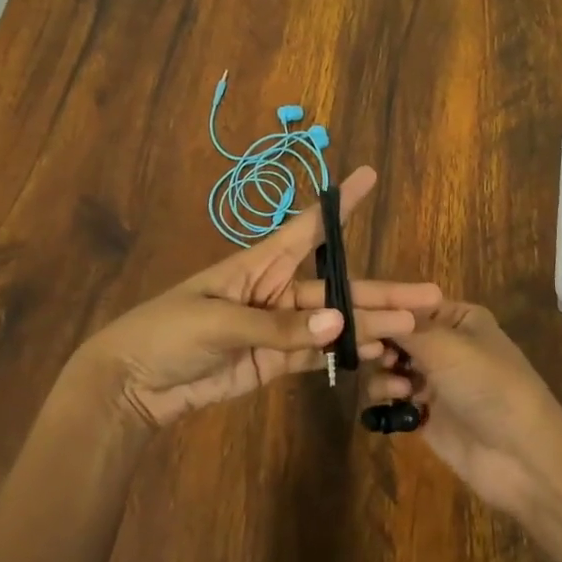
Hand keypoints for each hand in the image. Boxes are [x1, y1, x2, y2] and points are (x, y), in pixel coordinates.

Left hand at [74, 166, 441, 428]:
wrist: (133, 385)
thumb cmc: (168, 334)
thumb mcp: (218, 321)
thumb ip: (278, 328)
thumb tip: (339, 322)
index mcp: (258, 265)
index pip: (307, 227)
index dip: (338, 204)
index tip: (367, 176)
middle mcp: (276, 290)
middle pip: (337, 286)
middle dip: (380, 289)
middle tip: (429, 295)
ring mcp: (278, 328)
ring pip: (334, 321)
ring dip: (371, 323)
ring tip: (414, 328)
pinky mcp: (273, 362)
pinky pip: (316, 353)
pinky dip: (345, 351)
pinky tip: (377, 351)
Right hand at [359, 301, 561, 507]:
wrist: (522, 456)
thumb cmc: (488, 385)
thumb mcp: (446, 346)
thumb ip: (404, 328)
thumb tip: (370, 310)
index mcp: (459, 319)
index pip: (410, 305)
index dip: (383, 311)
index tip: (356, 318)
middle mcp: (446, 345)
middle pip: (397, 336)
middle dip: (381, 344)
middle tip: (373, 356)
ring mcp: (436, 381)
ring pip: (390, 367)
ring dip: (384, 374)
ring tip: (397, 389)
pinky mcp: (426, 415)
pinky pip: (393, 398)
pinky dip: (387, 398)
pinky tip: (394, 404)